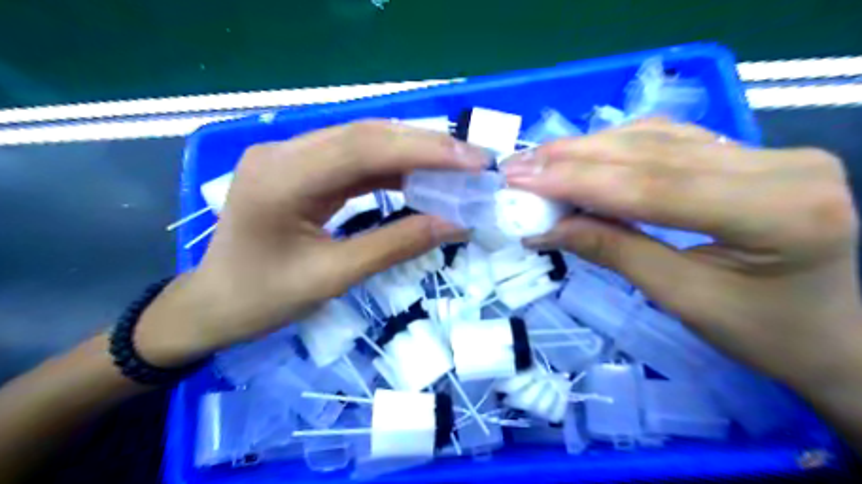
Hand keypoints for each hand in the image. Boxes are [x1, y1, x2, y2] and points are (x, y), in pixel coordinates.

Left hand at [134, 121, 484, 365]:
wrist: (213, 304)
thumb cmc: (263, 299)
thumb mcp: (333, 277)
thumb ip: (395, 245)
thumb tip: (454, 224)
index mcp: (281, 178)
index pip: (362, 148)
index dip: (423, 150)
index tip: (472, 161)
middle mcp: (284, 152)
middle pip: (366, 135)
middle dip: (425, 146)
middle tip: (474, 160)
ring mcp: (291, 157)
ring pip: (363, 142)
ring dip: (413, 153)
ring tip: (457, 167)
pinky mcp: (302, 168)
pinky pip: (354, 160)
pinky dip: (393, 167)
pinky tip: (421, 176)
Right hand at [506, 118, 861, 392]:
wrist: (832, 335)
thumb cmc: (763, 333)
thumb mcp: (682, 298)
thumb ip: (614, 251)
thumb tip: (548, 228)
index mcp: (777, 210)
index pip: (652, 186)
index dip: (577, 181)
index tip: (521, 179)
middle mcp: (780, 164)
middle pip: (652, 153)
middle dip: (574, 159)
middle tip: (519, 165)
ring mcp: (769, 152)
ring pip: (657, 138)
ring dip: (590, 149)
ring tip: (540, 161)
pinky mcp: (751, 153)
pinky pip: (671, 140)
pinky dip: (619, 147)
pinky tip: (584, 154)